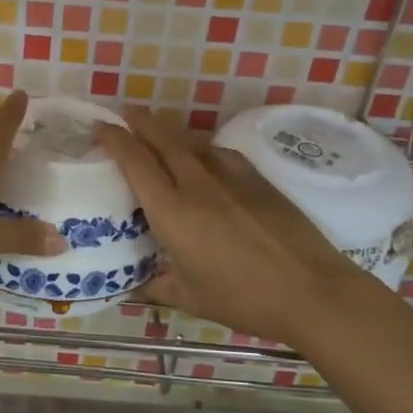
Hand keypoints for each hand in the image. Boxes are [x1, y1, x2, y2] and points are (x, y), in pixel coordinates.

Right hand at [95, 107, 371, 346]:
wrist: (312, 291)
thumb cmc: (244, 299)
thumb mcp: (191, 299)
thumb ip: (156, 287)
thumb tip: (131, 287)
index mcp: (173, 212)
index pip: (136, 162)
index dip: (115, 138)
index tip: (101, 126)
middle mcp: (198, 185)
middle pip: (164, 139)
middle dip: (141, 121)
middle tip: (125, 113)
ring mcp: (231, 178)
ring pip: (193, 143)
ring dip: (172, 134)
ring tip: (160, 135)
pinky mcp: (258, 180)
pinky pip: (221, 153)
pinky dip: (204, 149)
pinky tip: (205, 158)